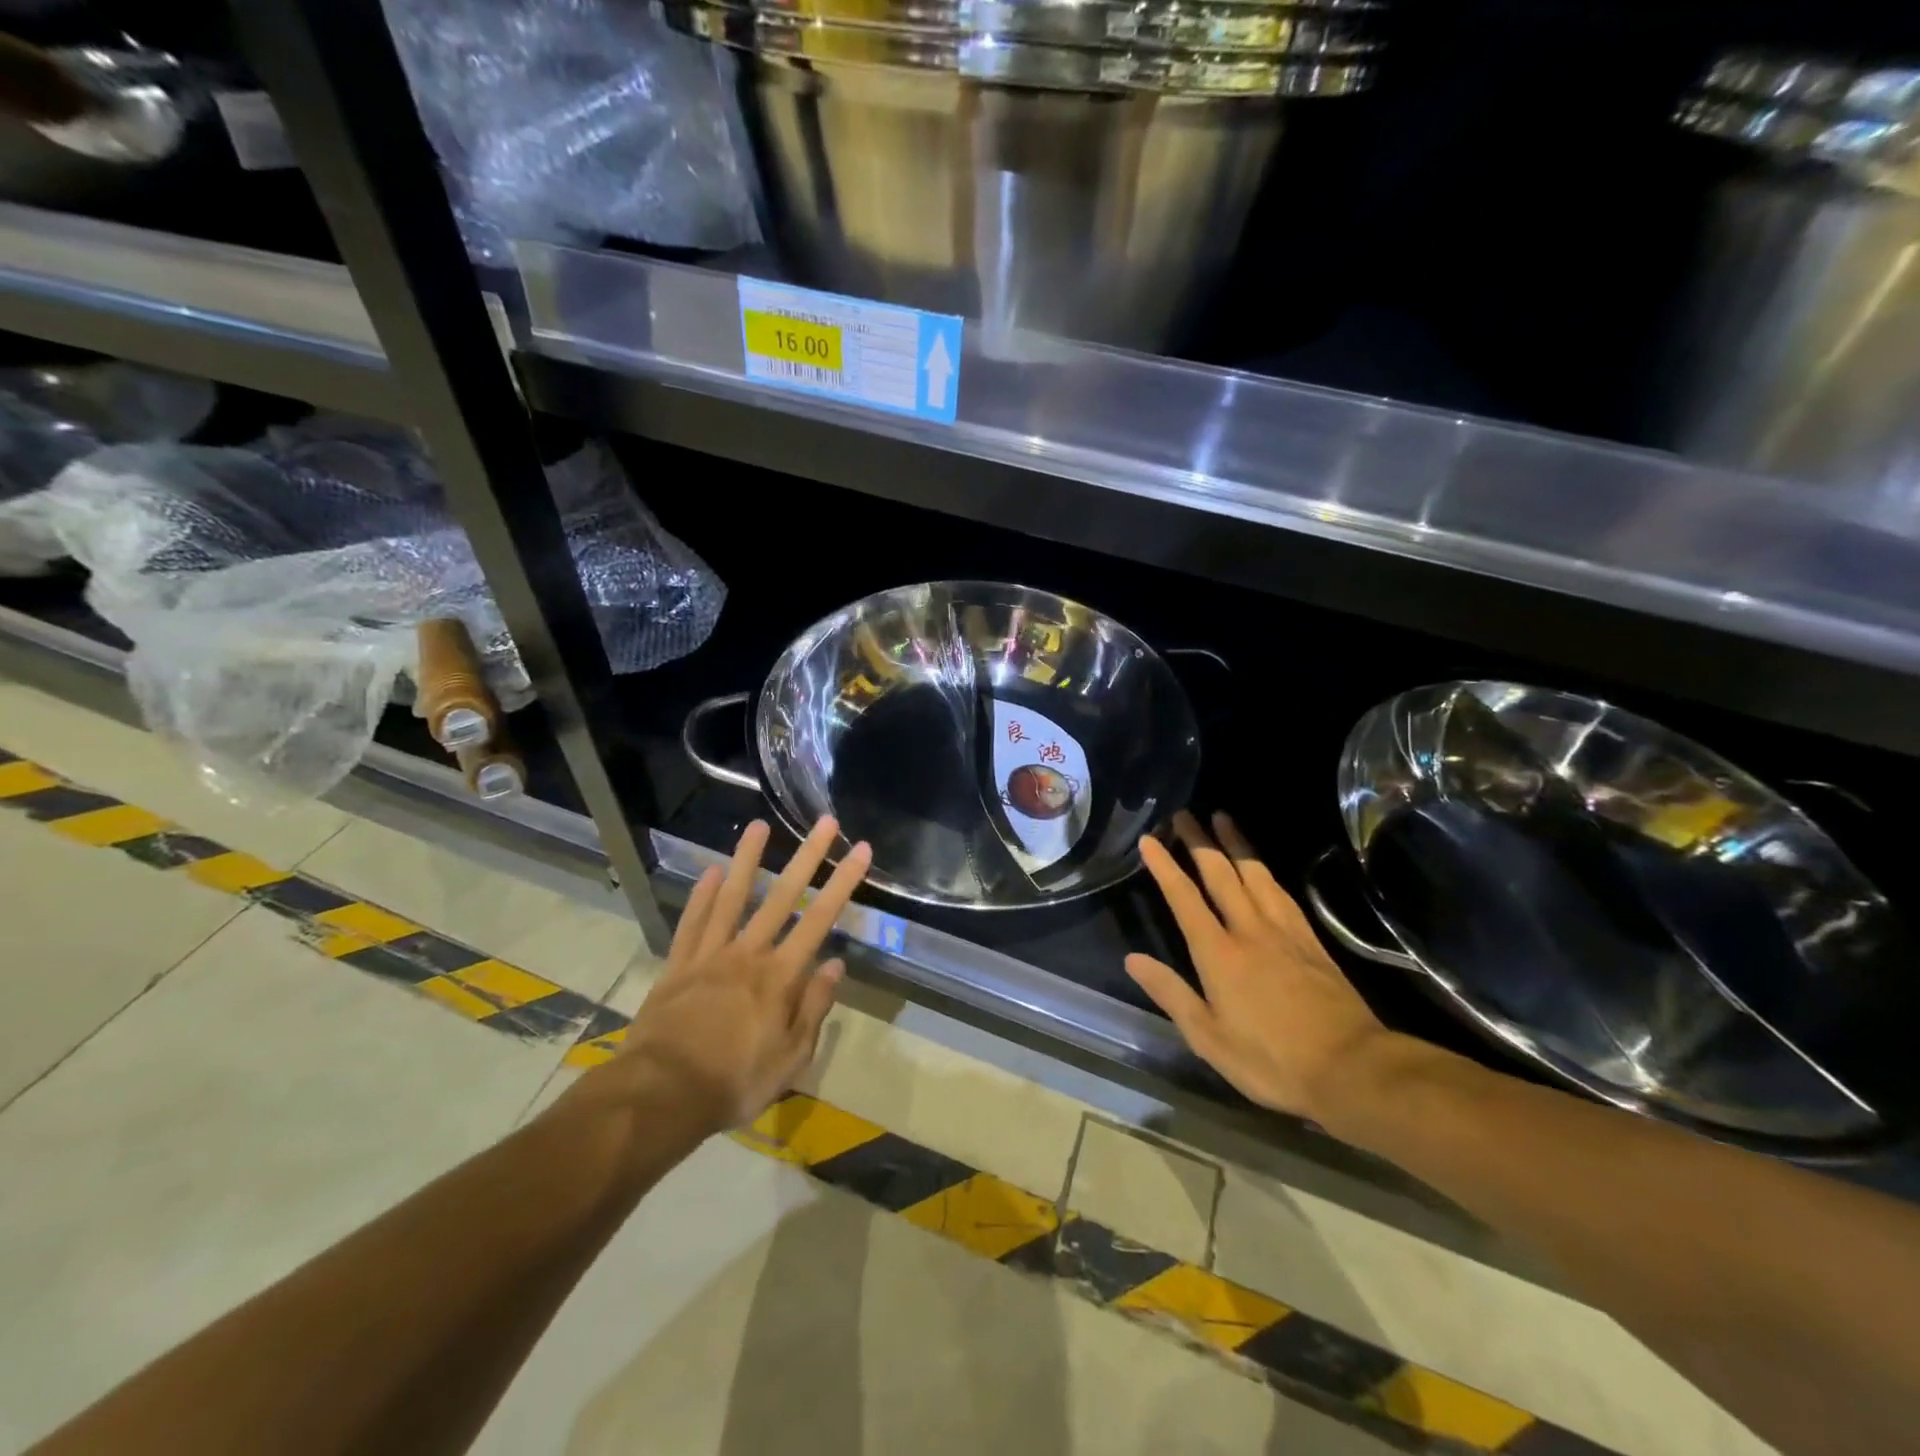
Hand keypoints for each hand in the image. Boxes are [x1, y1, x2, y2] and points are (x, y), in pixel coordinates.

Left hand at [613, 816, 871, 1133]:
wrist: (659, 1095)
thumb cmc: (733, 1082)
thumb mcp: (790, 1058)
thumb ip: (813, 1008)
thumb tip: (836, 965)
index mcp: (780, 976)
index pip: (820, 919)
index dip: (843, 882)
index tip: (860, 849)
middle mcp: (748, 953)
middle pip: (782, 896)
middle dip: (807, 856)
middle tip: (824, 821)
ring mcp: (709, 955)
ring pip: (732, 897)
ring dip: (747, 859)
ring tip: (758, 825)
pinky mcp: (678, 966)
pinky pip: (692, 923)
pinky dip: (701, 896)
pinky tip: (710, 871)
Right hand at [1126, 811, 1390, 1123]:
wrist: (1352, 1069)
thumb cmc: (1271, 1061)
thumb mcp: (1208, 1038)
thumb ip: (1171, 993)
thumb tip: (1133, 959)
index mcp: (1219, 954)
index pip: (1185, 899)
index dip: (1165, 867)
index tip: (1150, 839)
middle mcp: (1249, 931)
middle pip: (1221, 875)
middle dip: (1200, 842)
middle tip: (1185, 814)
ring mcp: (1284, 932)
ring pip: (1255, 875)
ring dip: (1236, 844)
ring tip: (1222, 818)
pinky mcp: (1311, 941)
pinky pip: (1282, 893)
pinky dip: (1266, 871)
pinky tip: (1263, 867)